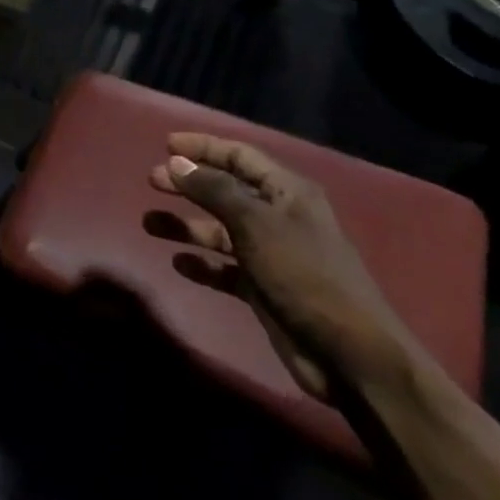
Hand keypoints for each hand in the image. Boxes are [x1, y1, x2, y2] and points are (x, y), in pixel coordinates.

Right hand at [149, 133, 417, 404]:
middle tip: (151, 180)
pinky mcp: (263, 288)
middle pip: (225, 191)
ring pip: (220, 230)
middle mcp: (278, 217)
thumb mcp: (257, 224)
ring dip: (187, 225)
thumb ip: (214, 191)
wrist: (348, 354)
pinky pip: (224, 268)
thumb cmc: (304, 275)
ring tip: (151, 224)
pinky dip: (202, 264)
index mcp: (287, 192)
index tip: (167, 145)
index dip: (204, 147)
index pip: (240, 156)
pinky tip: (178, 264)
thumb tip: (177, 163)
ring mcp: (270, 254)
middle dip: (189, 184)